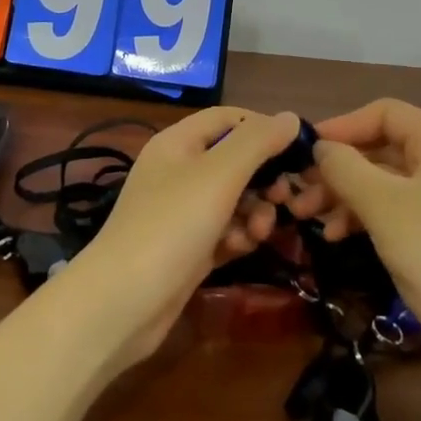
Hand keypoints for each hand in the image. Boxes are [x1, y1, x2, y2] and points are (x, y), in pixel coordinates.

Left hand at [63, 108, 300, 369]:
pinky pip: (224, 230)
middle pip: (235, 160)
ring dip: (255, 211)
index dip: (263, 127)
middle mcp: (179, 170)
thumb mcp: (219, 174)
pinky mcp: (188, 248)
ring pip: (234, 198)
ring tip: (261, 231)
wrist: (122, 302)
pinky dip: (237, 236)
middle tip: (285, 198)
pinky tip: (241, 248)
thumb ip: (257, 142)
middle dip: (264, 177)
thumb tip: (290, 117)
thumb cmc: (172, 224)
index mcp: (179, 142)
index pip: (229, 118)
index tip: (297, 150)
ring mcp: (181, 211)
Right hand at [305, 99, 420, 353]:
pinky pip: (393, 208)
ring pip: (383, 180)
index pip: (384, 113)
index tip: (306, 149)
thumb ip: (345, 167)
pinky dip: (363, 215)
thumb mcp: (382, 205)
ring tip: (305, 216)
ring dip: (343, 194)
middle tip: (299, 189)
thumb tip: (319, 146)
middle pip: (381, 147)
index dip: (343, 125)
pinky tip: (335, 235)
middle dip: (338, 167)